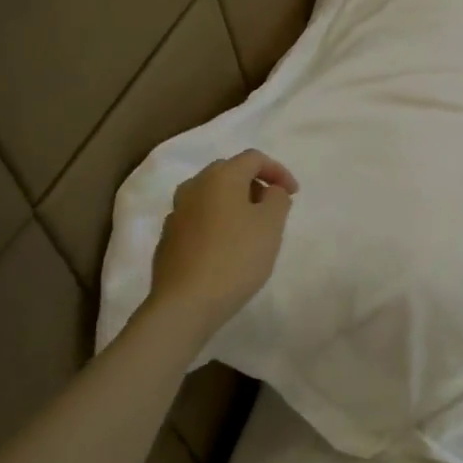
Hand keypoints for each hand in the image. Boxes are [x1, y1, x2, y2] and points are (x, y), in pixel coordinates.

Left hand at [147, 150, 297, 337]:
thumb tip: (270, 191)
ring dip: (234, 204)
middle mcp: (193, 187)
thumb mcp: (271, 225)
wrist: (185, 303)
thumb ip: (277, 199)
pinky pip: (199, 219)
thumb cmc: (236, 258)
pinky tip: (226, 248)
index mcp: (220, 177)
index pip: (253, 158)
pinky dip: (217, 223)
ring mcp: (176, 213)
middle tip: (273, 208)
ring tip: (251, 230)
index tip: (294, 194)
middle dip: (255, 185)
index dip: (279, 171)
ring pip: (211, 196)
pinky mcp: (169, 238)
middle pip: (229, 173)